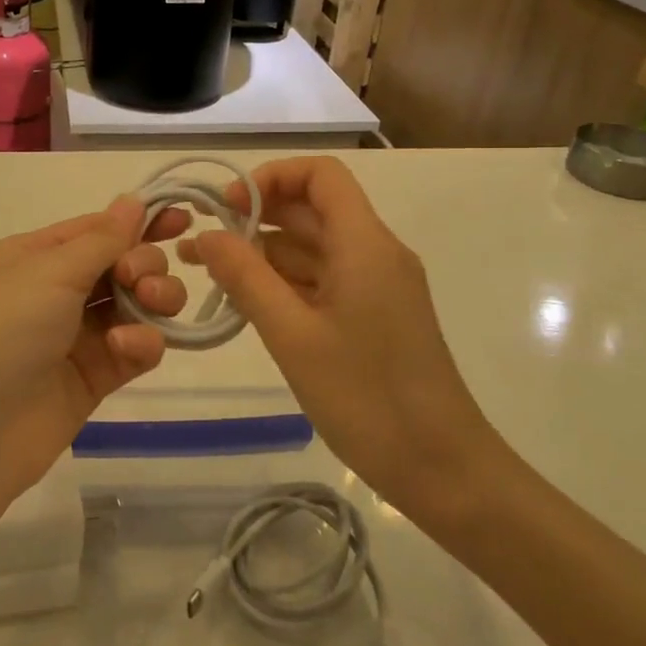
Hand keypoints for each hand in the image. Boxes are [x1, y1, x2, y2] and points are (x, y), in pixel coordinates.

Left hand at [0, 196, 188, 498]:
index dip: (141, 221)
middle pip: (124, 263)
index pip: (99, 228)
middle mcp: (58, 290)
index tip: (184, 219)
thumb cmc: (2, 333)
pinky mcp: (96, 376)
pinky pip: (136, 347)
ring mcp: (78, 335)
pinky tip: (128, 347)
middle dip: (145, 264)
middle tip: (137, 281)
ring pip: (138, 304)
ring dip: (154, 299)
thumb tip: (133, 200)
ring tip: (147, 306)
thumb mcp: (49, 272)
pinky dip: (142, 342)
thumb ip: (102, 239)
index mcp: (36, 256)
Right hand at [185, 157, 501, 529]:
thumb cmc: (368, 398)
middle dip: (255, 218)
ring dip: (264, 254)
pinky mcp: (374, 316)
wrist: (443, 471)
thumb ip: (246, 278)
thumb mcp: (293, 335)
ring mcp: (376, 286)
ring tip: (208, 275)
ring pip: (314, 249)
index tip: (227, 208)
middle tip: (201, 245)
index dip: (271, 177)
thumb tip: (207, 235)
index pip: (321, 175)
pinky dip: (284, 283)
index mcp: (365, 244)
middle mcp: (375, 253)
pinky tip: (246, 302)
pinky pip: (323, 281)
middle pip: (312, 211)